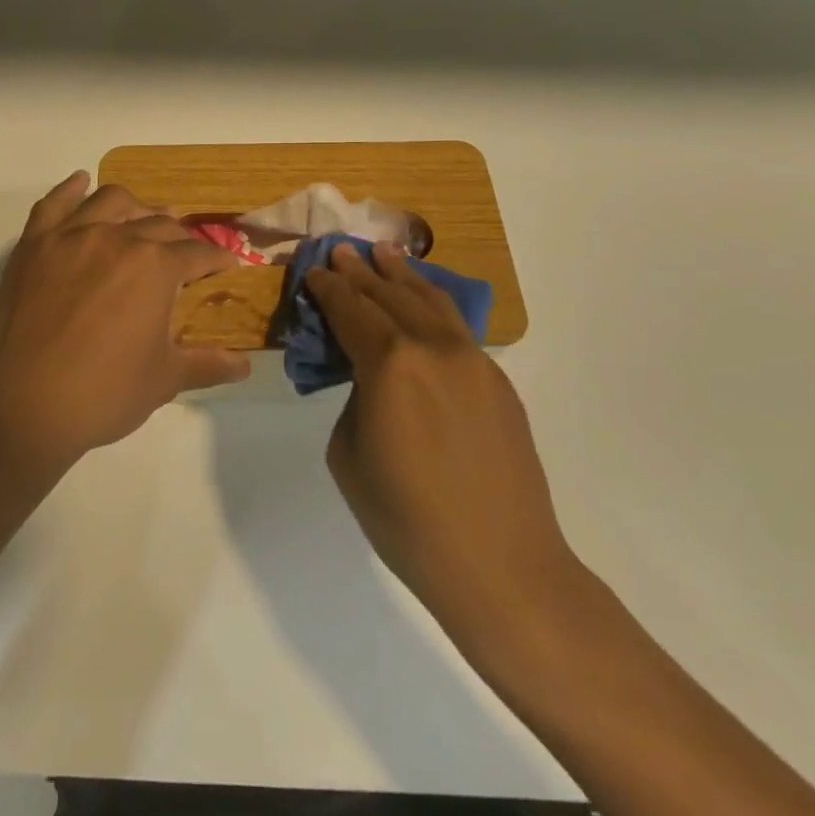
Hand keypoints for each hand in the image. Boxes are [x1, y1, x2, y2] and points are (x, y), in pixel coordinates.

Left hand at [0, 171, 250, 481]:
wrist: (22, 408)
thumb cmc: (103, 394)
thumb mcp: (164, 380)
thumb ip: (207, 364)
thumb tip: (245, 365)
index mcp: (155, 266)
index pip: (197, 253)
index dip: (217, 259)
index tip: (227, 266)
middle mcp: (117, 238)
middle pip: (159, 224)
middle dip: (181, 236)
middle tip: (187, 253)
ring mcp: (70, 237)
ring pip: (112, 201)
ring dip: (136, 206)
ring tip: (144, 217)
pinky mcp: (33, 245)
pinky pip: (54, 204)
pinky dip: (71, 189)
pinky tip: (81, 183)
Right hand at [304, 241, 581, 647]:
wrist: (500, 564)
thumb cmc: (406, 518)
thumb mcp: (349, 455)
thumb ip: (355, 399)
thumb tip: (370, 379)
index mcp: (390, 364)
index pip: (351, 310)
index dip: (328, 289)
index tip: (314, 270)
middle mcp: (433, 347)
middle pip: (390, 296)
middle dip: (362, 272)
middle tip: (343, 251)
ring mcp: (473, 361)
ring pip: (431, 302)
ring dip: (403, 276)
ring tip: (385, 254)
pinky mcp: (498, 381)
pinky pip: (457, 328)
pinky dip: (433, 305)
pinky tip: (424, 302)